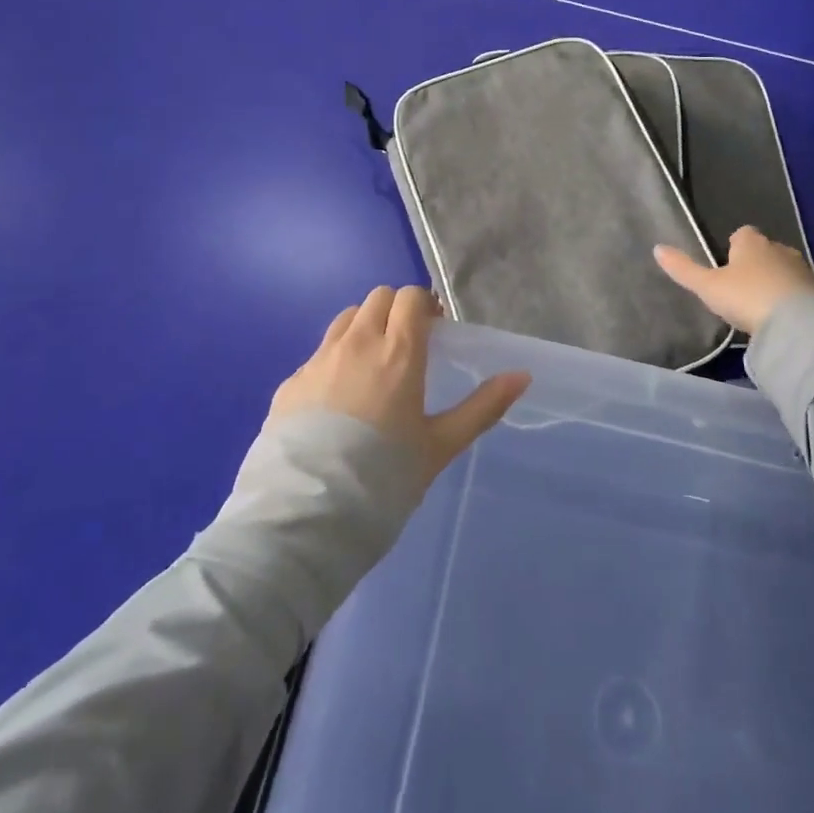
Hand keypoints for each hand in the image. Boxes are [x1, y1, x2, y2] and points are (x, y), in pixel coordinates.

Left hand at [270, 285, 531, 482]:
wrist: (305, 515)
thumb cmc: (384, 478)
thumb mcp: (441, 445)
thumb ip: (483, 406)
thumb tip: (522, 375)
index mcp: (397, 352)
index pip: (410, 297)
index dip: (425, 306)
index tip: (434, 331)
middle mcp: (355, 344)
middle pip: (377, 298)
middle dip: (396, 311)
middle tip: (408, 345)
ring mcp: (318, 360)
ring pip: (345, 319)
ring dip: (364, 327)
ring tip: (373, 366)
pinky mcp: (290, 382)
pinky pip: (319, 353)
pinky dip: (336, 359)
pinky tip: (338, 401)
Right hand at [653, 226, 813, 335]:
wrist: (797, 323)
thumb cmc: (746, 296)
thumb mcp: (707, 286)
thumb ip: (683, 269)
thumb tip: (657, 248)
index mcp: (751, 242)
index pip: (742, 234)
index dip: (734, 245)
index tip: (727, 263)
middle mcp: (779, 249)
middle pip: (765, 250)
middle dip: (755, 263)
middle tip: (741, 286)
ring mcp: (801, 269)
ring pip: (783, 269)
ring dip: (774, 280)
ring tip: (760, 303)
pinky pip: (798, 289)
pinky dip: (789, 297)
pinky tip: (780, 315)